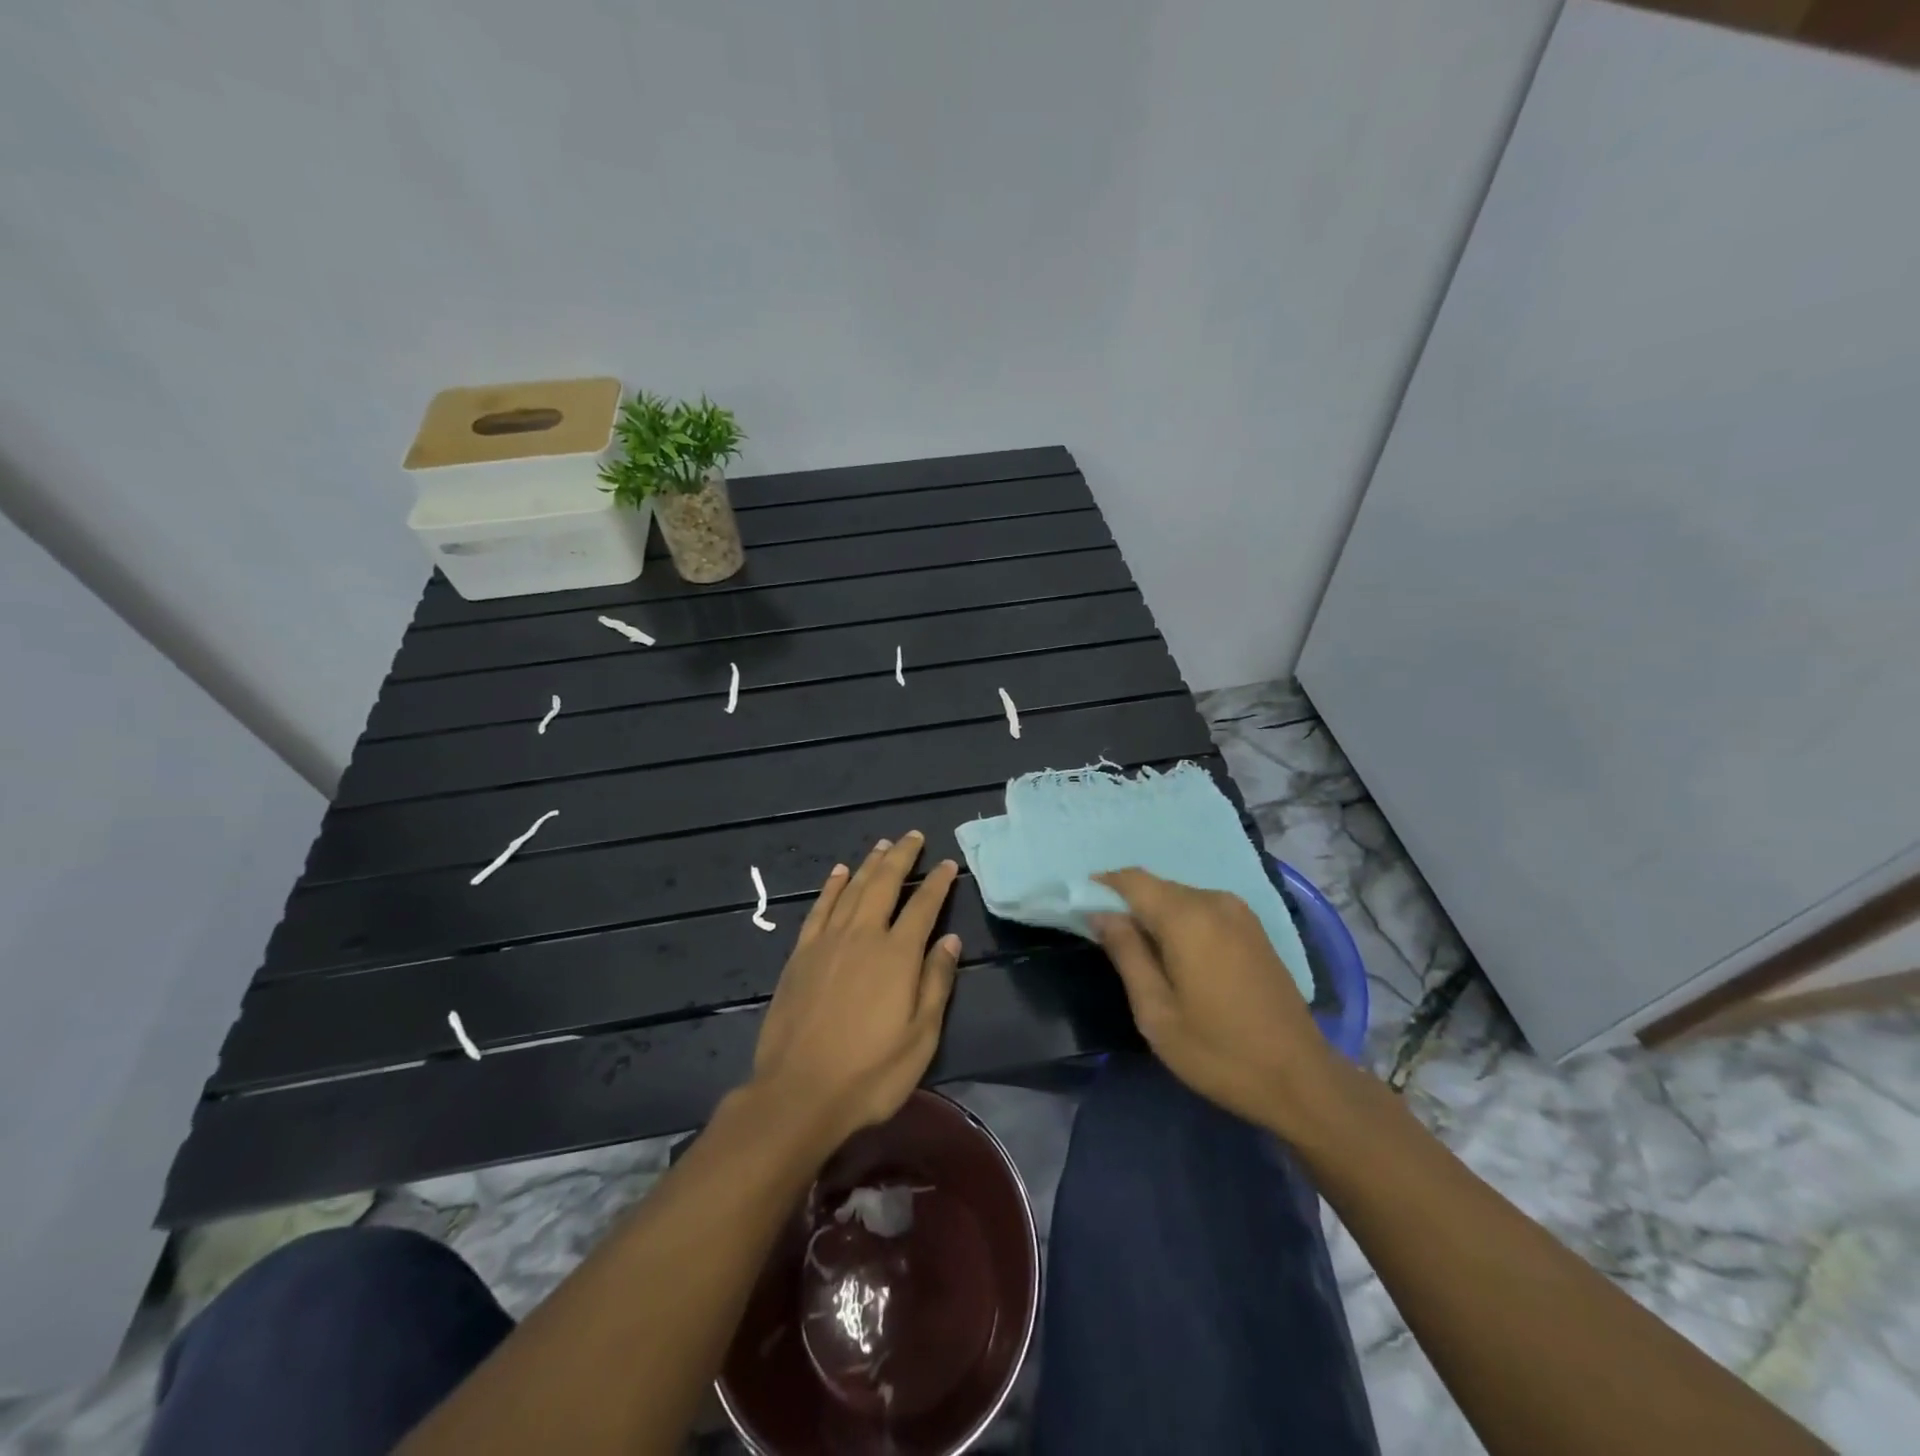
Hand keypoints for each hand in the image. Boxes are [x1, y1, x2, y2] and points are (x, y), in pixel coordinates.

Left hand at [751, 832, 962, 1146]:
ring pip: (852, 888)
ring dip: (869, 863)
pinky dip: (832, 886)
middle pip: (885, 883)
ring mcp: (827, 941)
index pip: (924, 905)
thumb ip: (936, 982)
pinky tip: (839, 873)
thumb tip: (951, 940)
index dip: (938, 882)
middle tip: (913, 836)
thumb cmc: (870, 1073)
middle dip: (901, 856)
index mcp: (897, 954)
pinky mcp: (801, 954)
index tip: (948, 864)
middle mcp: (863, 935)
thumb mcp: (920, 1037)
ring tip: (882, 844)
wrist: (798, 1093)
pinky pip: (820, 908)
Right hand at [1092, 869, 1339, 1135]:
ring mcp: (1240, 913)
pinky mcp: (1254, 929)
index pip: (1132, 880)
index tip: (1078, 906)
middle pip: (1157, 887)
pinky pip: (1203, 910)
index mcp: (1188, 917)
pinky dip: (1180, 922)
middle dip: (1127, 904)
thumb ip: (1126, 953)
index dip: (1101, 886)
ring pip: (1180, 898)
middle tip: (1105, 940)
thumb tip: (1101, 914)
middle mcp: (1215, 901)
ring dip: (1154, 915)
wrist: (1301, 1080)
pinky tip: (1176, 957)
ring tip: (1139, 954)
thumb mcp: (1156, 1012)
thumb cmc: (1219, 1051)